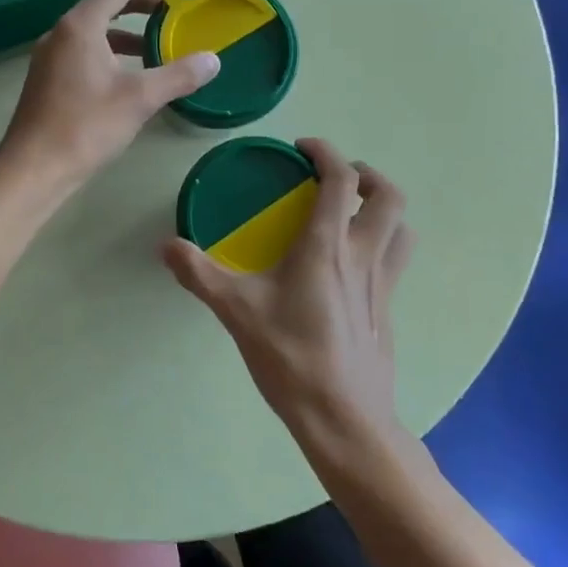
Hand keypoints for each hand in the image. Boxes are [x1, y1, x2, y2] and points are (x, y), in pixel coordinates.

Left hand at [0, 0, 220, 194]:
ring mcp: (52, 54)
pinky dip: (113, 49)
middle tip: (178, 8)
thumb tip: (213, 60)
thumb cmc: (85, 128)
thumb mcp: (139, 99)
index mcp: (81, 25)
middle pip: (107, 0)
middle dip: (144, 0)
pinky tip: (132, 72)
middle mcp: (63, 31)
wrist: (33, 169)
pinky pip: (87, 48)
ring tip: (160, 39)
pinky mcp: (50, 76)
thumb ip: (178, 75)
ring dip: (129, 27)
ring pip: (96, 27)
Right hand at [164, 139, 412, 449]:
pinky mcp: (387, 309)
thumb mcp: (237, 312)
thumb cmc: (291, 356)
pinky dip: (382, 243)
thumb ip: (199, 274)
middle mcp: (363, 255)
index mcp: (328, 246)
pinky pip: (396, 260)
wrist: (343, 418)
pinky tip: (349, 266)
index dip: (326, 152)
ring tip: (353, 212)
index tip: (302, 148)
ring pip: (402, 228)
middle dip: (366, 175)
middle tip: (336, 178)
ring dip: (382, 209)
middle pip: (389, 196)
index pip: (341, 179)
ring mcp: (382, 284)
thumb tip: (165, 246)